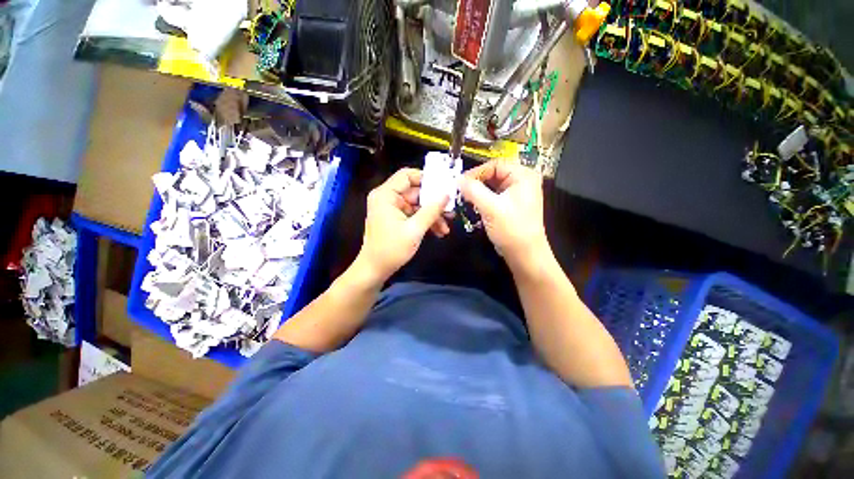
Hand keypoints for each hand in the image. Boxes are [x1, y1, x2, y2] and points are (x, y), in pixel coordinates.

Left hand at [356, 168, 449, 283]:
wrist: (375, 270)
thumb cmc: (391, 250)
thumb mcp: (414, 230)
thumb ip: (431, 210)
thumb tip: (447, 195)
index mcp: (386, 195)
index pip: (407, 175)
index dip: (426, 178)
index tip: (444, 186)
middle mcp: (387, 198)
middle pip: (415, 192)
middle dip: (434, 203)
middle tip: (451, 210)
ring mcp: (392, 209)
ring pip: (417, 205)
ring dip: (432, 215)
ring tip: (446, 226)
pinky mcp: (396, 219)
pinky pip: (414, 215)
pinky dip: (425, 221)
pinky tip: (439, 231)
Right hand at [460, 161, 549, 272]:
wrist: (525, 255)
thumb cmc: (511, 229)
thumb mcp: (491, 208)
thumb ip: (473, 190)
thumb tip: (458, 180)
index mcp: (523, 175)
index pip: (495, 164)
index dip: (476, 172)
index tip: (460, 183)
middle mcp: (522, 180)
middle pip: (494, 173)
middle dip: (476, 182)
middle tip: (461, 191)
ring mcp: (517, 193)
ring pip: (492, 185)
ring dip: (478, 191)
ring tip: (465, 198)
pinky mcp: (511, 204)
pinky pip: (494, 195)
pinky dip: (483, 198)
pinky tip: (474, 205)